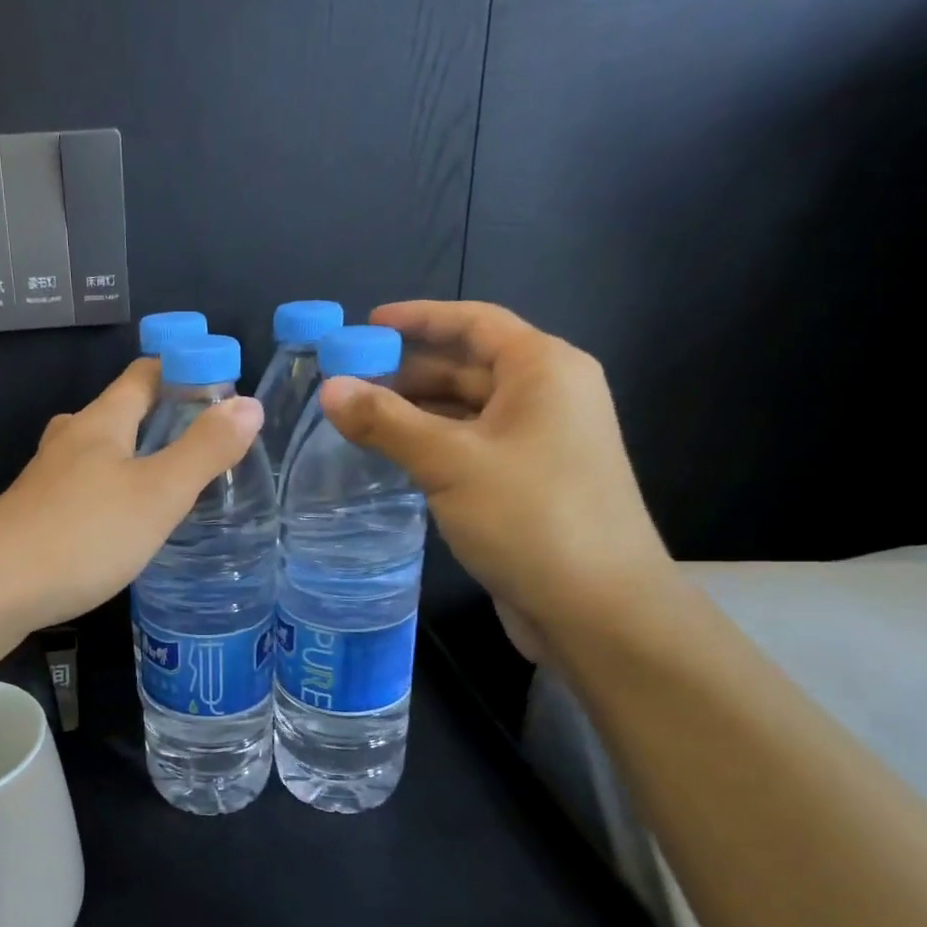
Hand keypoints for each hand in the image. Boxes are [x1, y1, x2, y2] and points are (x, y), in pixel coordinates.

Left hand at [0, 357, 262, 642]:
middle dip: (157, 417)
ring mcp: (45, 482)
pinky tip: (120, 526)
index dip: (182, 369)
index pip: (143, 375)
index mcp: (99, 423)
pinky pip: (81, 492)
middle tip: (201, 442)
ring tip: (167, 483)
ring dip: (130, 458)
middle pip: (116, 412)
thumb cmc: (81, 534)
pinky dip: (108, 495)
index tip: (221, 384)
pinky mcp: (33, 519)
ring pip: (95, 455)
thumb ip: (204, 450)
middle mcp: (68, 442)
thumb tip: (248, 404)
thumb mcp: (157, 493)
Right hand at [319, 300, 673, 661]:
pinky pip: (470, 447)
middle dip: (407, 370)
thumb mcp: (449, 462)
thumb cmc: (529, 516)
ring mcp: (540, 442)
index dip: (418, 318)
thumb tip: (329, 389)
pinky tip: (392, 457)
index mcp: (543, 370)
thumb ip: (386, 422)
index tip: (364, 326)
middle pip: (468, 365)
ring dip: (415, 411)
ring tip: (356, 419)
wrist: (596, 608)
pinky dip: (431, 444)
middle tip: (345, 380)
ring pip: (466, 410)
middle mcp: (547, 396)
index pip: (473, 322)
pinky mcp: (528, 482)